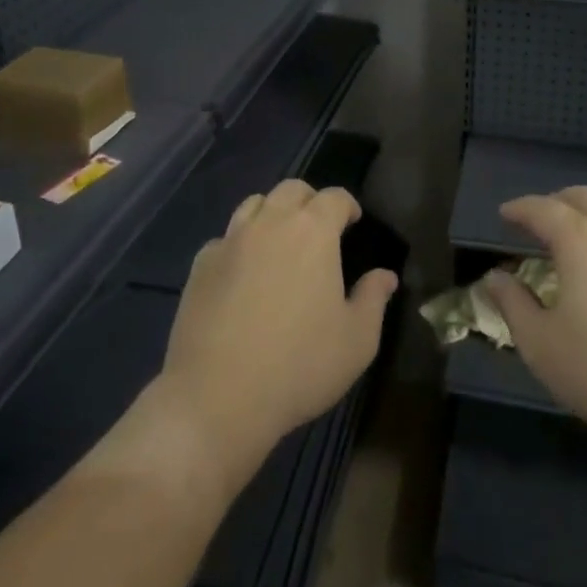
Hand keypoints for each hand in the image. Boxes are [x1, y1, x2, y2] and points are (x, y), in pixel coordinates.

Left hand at [155, 180, 397, 489]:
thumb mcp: (356, 340)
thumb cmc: (299, 365)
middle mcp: (270, 223)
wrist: (218, 396)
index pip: (334, 197)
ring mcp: (230, 240)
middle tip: (319, 228)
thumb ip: (374, 299)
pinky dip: (239, 245)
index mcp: (313, 231)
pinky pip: (225, 239)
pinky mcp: (201, 265)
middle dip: (310, 201)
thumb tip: (385, 275)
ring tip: (280, 241)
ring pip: (254, 204)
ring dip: (272, 213)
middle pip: (292, 190)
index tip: (353, 222)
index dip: (347, 205)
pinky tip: (242, 273)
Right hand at [485, 187, 586, 485]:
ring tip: (581, 241)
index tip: (505, 215)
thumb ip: (513, 305)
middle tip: (540, 222)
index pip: (541, 208)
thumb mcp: (543, 347)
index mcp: (580, 238)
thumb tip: (496, 277)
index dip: (519, 209)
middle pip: (583, 197)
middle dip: (557, 203)